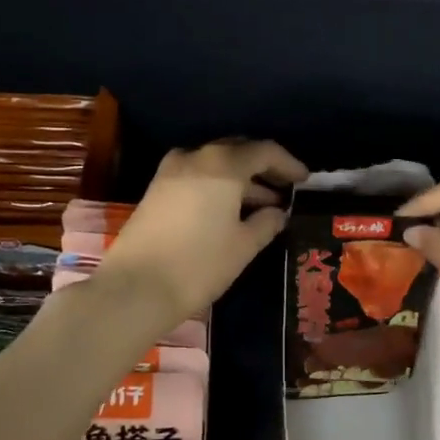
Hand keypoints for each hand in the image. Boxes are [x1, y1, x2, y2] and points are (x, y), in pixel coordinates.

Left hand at [94, 139, 307, 329]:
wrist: (135, 288)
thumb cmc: (199, 264)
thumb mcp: (243, 246)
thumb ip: (266, 223)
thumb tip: (278, 212)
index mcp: (222, 165)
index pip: (264, 151)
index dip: (288, 164)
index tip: (304, 180)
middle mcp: (195, 157)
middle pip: (237, 151)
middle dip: (262, 168)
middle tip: (284, 189)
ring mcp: (170, 172)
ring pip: (215, 164)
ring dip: (240, 180)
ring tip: (263, 206)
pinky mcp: (156, 190)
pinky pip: (196, 177)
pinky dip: (217, 187)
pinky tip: (229, 211)